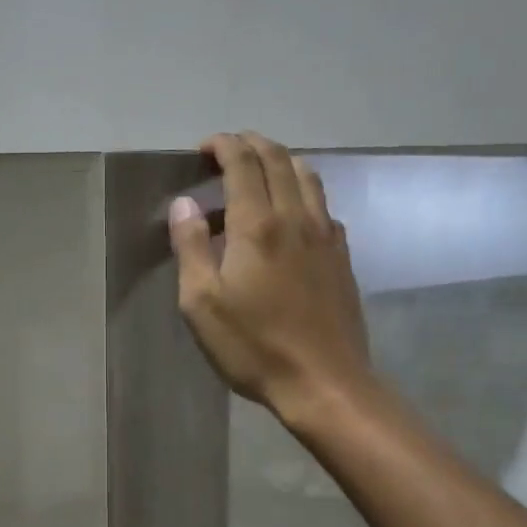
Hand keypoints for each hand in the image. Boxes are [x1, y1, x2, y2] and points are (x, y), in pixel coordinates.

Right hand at [169, 131, 372, 418]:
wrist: (323, 382)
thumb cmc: (253, 345)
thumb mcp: (201, 303)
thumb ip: (190, 247)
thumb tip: (184, 203)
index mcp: (257, 225)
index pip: (243, 163)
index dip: (223, 145)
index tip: (203, 148)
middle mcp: (296, 217)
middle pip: (279, 159)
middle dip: (251, 144)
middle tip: (227, 150)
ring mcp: (326, 235)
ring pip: (307, 176)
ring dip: (280, 162)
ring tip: (257, 174)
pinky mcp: (341, 255)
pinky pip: (322, 205)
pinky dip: (301, 192)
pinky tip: (287, 217)